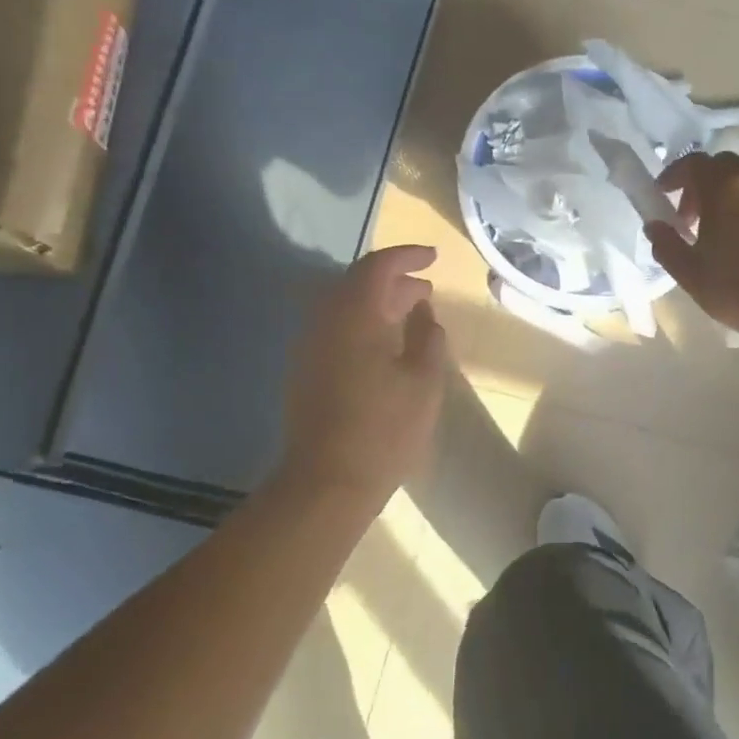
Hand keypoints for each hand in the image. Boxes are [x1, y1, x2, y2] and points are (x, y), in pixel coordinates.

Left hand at [282, 246, 448, 506]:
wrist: (326, 483)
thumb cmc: (384, 430)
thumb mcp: (423, 381)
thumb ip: (428, 338)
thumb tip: (424, 314)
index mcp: (354, 317)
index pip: (377, 266)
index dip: (406, 256)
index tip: (433, 257)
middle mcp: (325, 322)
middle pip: (357, 283)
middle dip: (394, 280)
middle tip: (426, 290)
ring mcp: (310, 347)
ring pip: (344, 307)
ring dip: (378, 303)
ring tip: (411, 315)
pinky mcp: (305, 371)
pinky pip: (336, 330)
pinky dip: (363, 324)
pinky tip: (386, 347)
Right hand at [646, 153, 738, 344]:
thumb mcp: (690, 273)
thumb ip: (666, 244)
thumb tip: (654, 226)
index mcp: (725, 187)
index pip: (693, 162)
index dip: (674, 175)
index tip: (664, 196)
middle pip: (723, 166)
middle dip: (702, 185)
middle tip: (692, 218)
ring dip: (731, 194)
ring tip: (724, 229)